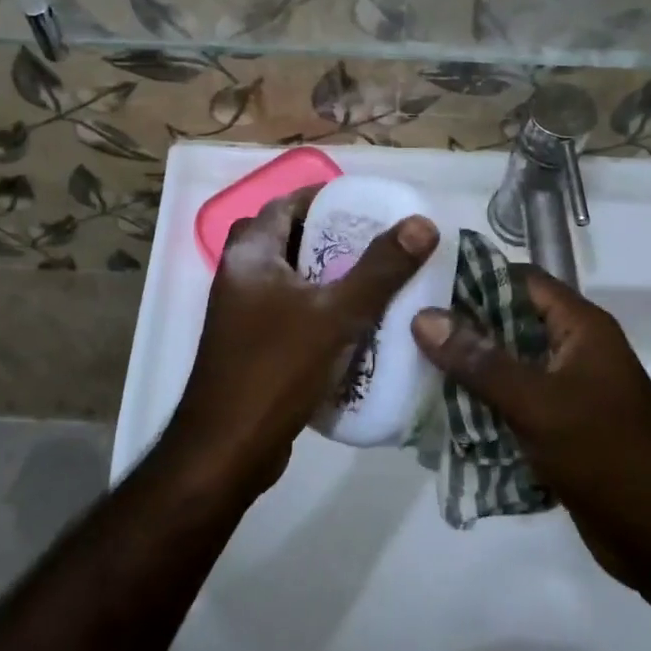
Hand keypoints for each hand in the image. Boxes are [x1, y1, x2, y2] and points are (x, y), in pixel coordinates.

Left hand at [165, 187, 438, 497]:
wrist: (227, 451)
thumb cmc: (276, 369)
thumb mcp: (335, 314)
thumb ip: (380, 269)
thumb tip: (422, 224)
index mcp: (250, 255)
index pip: (285, 204)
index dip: (324, 199)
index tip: (367, 205)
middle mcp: (240, 276)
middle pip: (290, 239)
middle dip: (332, 238)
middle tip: (377, 243)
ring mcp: (243, 314)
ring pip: (292, 279)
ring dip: (329, 276)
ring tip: (377, 279)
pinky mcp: (254, 347)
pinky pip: (293, 312)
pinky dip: (321, 310)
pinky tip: (357, 325)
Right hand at [411, 270, 650, 593]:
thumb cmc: (608, 455)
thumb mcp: (538, 403)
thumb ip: (479, 360)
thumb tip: (423, 316)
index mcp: (579, 326)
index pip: (520, 280)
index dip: (473, 277)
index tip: (421, 284)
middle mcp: (572, 349)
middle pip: (507, 323)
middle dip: (460, 329)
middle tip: (404, 329)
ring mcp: (566, 390)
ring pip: (505, 367)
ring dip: (466, 372)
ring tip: (409, 368)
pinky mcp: (559, 428)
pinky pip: (511, 405)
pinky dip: (481, 408)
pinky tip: (438, 414)